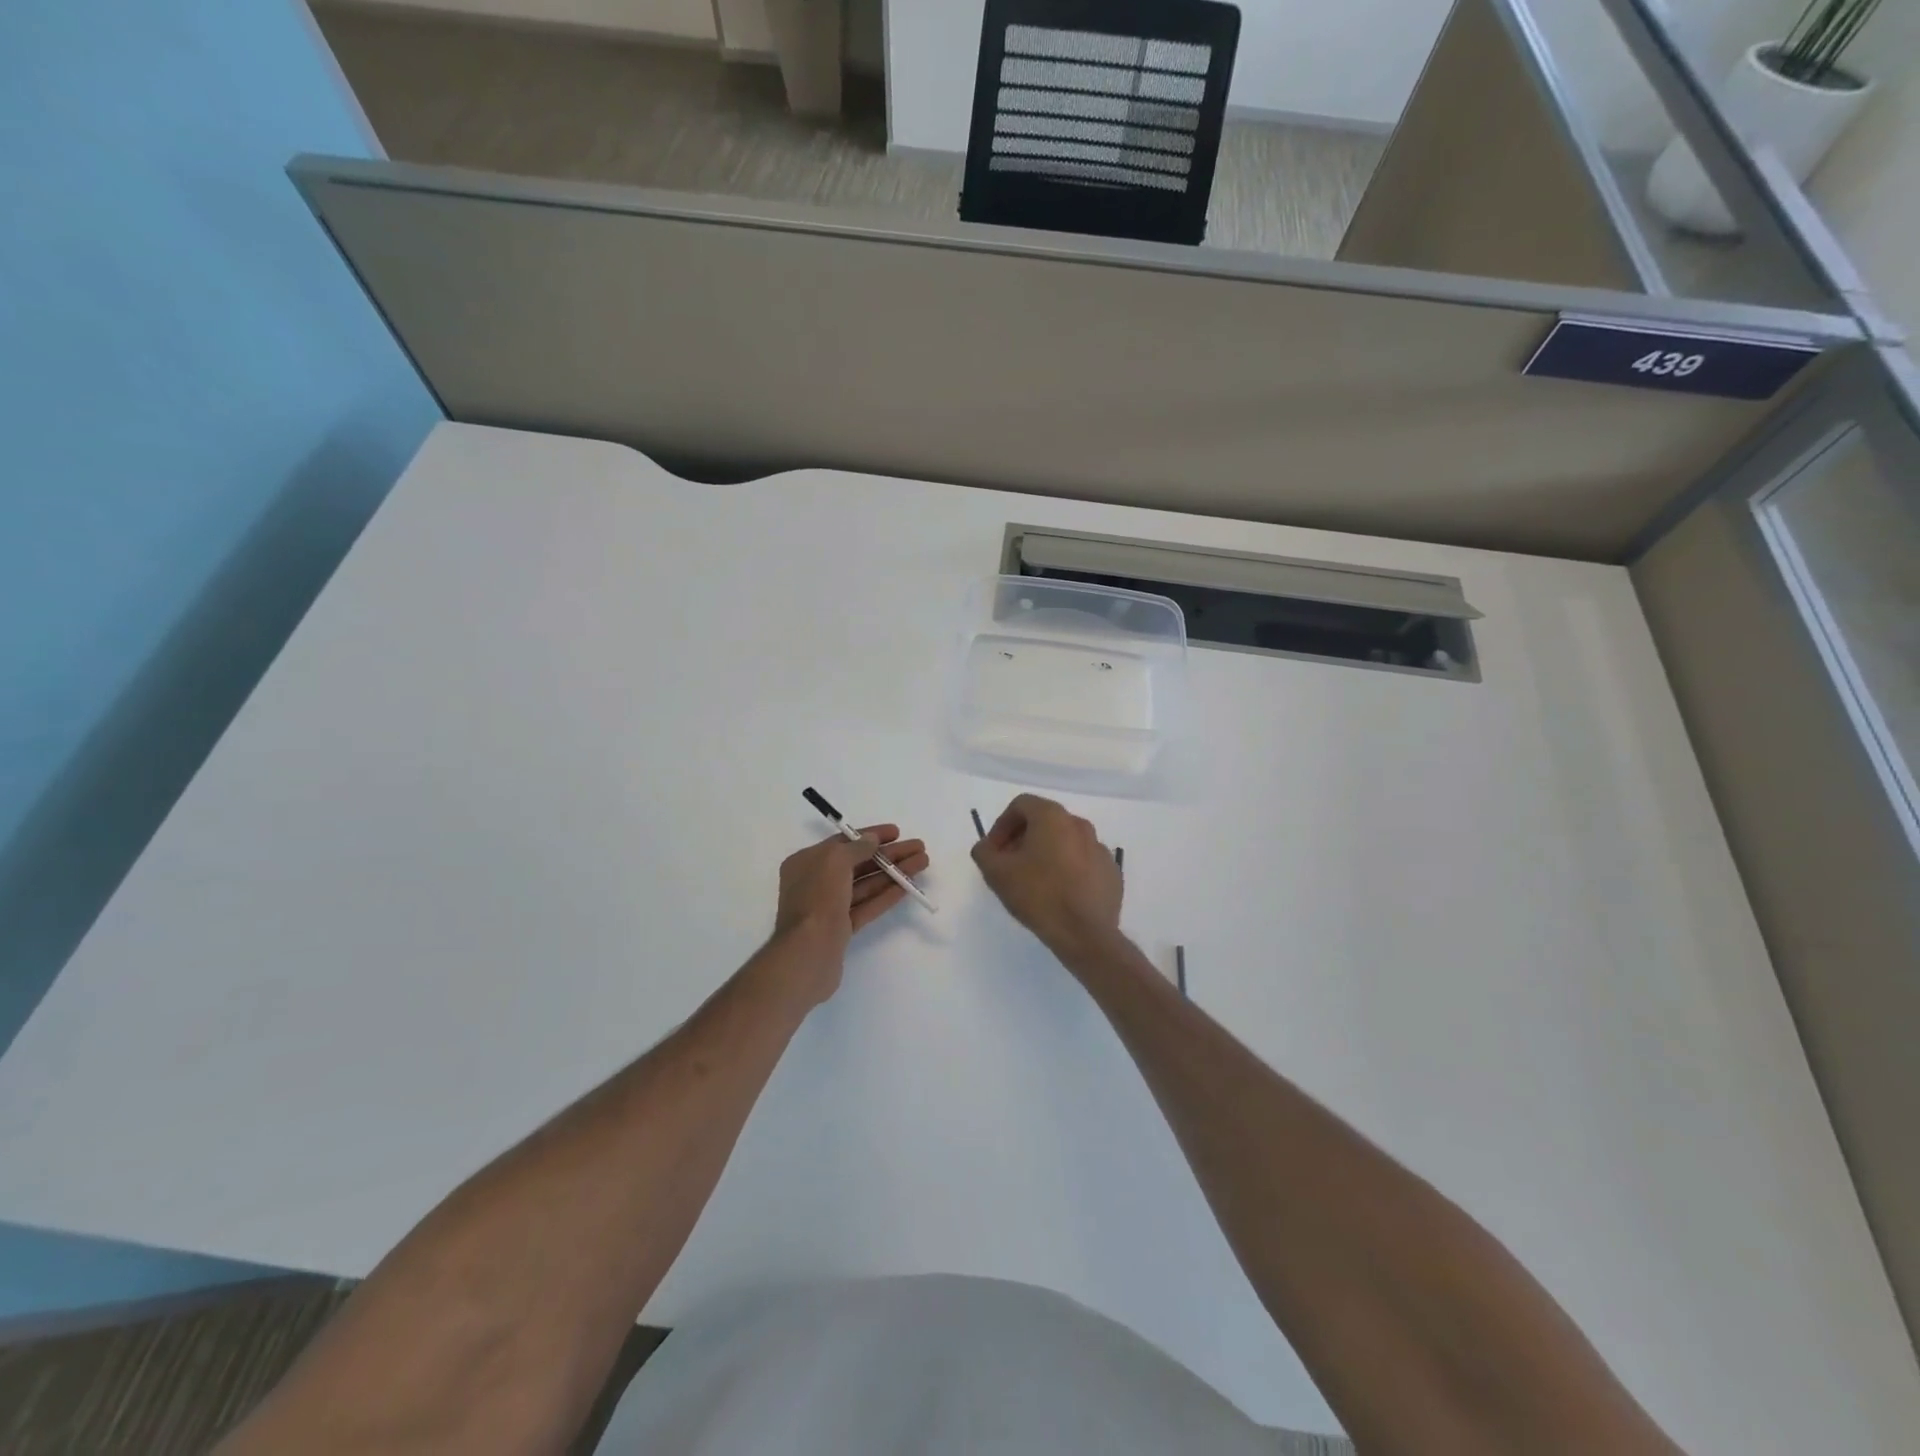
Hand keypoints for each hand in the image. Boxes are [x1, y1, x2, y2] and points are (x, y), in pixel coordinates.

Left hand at [770, 825, 928, 999]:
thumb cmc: (818, 899)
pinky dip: (887, 895)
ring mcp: (829, 907)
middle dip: (889, 855)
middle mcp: (816, 882)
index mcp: (807, 862)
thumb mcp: (834, 861)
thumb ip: (856, 847)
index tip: (897, 832)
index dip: (870, 836)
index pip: (843, 843)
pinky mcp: (842, 929)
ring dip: (894, 873)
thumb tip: (872, 839)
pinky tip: (908, 887)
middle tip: (919, 848)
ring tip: (922, 863)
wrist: (808, 953)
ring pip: (866, 885)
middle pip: (858, 863)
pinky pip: (867, 906)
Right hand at [971, 795, 1121, 955]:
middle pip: (1044, 821)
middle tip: (1010, 864)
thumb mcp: (996, 873)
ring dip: (1046, 853)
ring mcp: (1099, 848)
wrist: (1085, 933)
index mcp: (1053, 817)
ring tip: (1034, 881)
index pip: (1021, 805)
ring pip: (1065, 841)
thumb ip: (984, 852)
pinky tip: (1059, 893)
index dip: (1001, 825)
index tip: (994, 851)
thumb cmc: (1038, 895)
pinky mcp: (1111, 871)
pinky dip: (1068, 869)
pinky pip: (1083, 862)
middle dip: (1022, 838)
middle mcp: (1079, 824)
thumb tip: (987, 847)